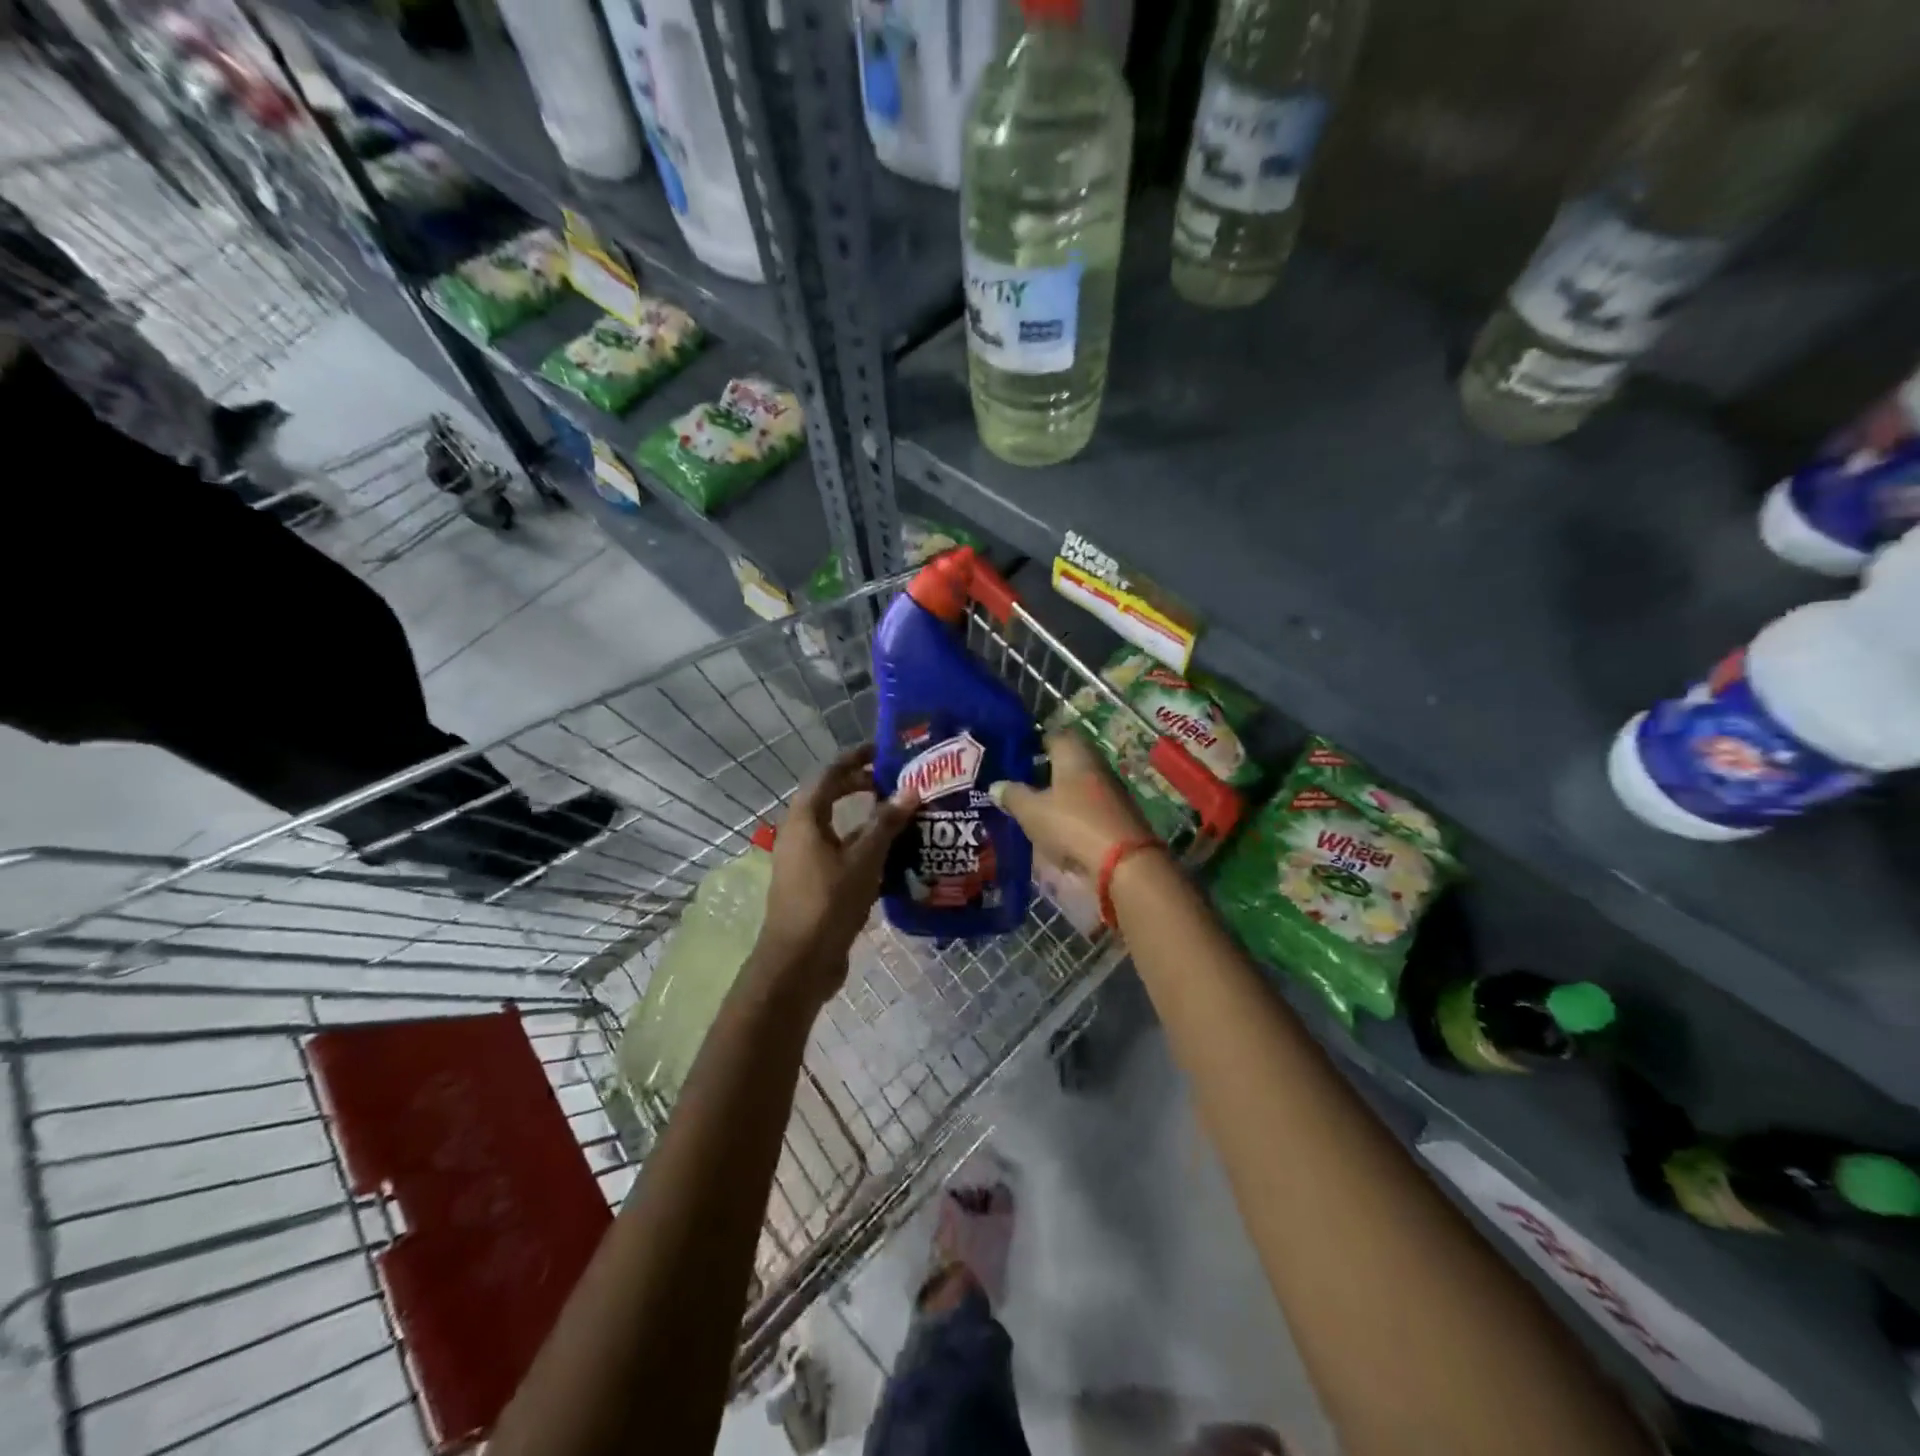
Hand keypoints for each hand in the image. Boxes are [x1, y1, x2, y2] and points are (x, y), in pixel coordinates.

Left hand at [752, 744, 915, 1003]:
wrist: (799, 963)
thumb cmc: (828, 903)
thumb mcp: (863, 859)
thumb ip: (886, 823)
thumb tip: (910, 791)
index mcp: (804, 820)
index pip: (829, 774)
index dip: (855, 759)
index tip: (883, 750)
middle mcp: (800, 834)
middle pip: (830, 799)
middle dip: (861, 786)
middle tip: (896, 782)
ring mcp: (805, 861)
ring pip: (838, 829)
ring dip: (867, 821)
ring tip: (902, 816)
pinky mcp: (814, 884)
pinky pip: (841, 854)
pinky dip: (864, 849)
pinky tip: (894, 857)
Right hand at [988, 729, 1152, 873]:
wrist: (1124, 863)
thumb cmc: (1072, 824)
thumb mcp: (1032, 811)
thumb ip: (1012, 795)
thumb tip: (996, 785)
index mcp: (1073, 752)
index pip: (1052, 735)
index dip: (1032, 744)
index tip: (1013, 757)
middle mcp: (1094, 764)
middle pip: (1066, 760)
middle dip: (1043, 771)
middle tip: (1018, 785)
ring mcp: (1110, 790)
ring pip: (1077, 784)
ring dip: (1058, 794)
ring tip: (1033, 809)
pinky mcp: (1118, 815)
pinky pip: (1087, 806)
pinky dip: (1071, 813)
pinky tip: (1056, 827)